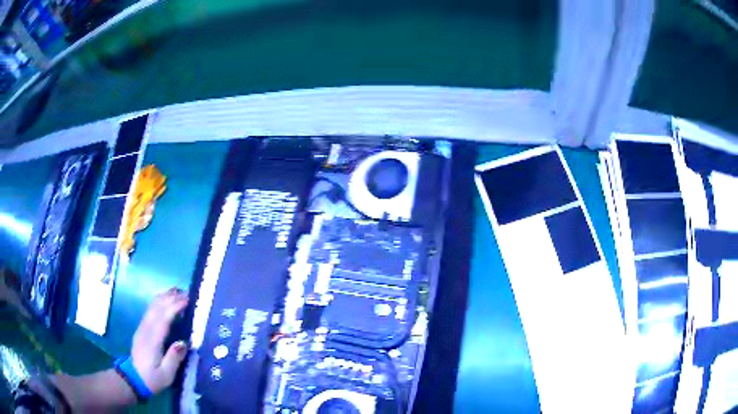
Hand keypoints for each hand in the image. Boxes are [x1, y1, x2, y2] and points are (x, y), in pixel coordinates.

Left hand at [131, 287, 188, 393]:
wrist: (133, 379)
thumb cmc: (152, 378)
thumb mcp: (166, 374)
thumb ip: (174, 358)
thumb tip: (183, 342)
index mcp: (153, 340)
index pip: (164, 317)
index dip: (175, 306)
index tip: (188, 299)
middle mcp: (146, 329)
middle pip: (157, 307)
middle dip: (171, 298)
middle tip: (187, 292)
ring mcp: (142, 328)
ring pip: (152, 306)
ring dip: (164, 297)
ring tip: (177, 292)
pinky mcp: (142, 329)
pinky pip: (150, 310)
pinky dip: (159, 302)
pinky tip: (165, 301)